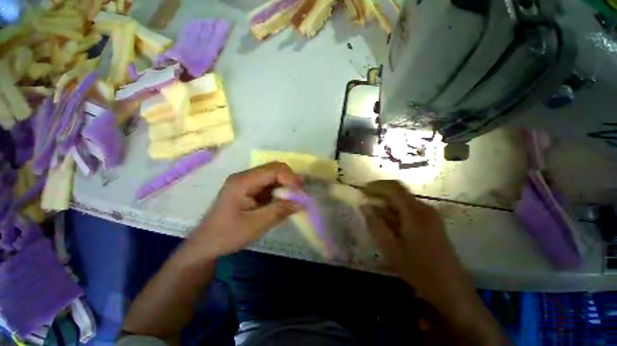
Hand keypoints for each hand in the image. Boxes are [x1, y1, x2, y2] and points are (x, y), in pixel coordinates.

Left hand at [186, 162, 302, 260]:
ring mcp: (247, 182)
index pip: (273, 170)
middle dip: (290, 180)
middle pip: (274, 169)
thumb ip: (280, 210)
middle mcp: (245, 176)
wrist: (206, 244)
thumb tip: (301, 202)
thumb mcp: (256, 225)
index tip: (300, 194)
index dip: (290, 178)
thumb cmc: (228, 235)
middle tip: (300, 195)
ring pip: (273, 176)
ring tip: (295, 199)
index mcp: (243, 181)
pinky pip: (270, 184)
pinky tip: (284, 201)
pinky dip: (280, 191)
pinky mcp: (250, 189)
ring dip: (286, 185)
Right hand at [360, 181, 509, 345]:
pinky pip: (410, 209)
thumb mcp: (391, 248)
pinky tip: (389, 222)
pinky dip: (396, 210)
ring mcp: (431, 215)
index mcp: (415, 213)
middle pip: (399, 191)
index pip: (394, 188)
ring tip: (374, 214)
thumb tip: (364, 205)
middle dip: (380, 193)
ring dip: (387, 203)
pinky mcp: (432, 222)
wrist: (452, 289)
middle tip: (365, 201)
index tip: (362, 190)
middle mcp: (425, 208)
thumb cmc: (419, 270)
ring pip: (404, 200)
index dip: (376, 186)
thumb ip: (375, 224)